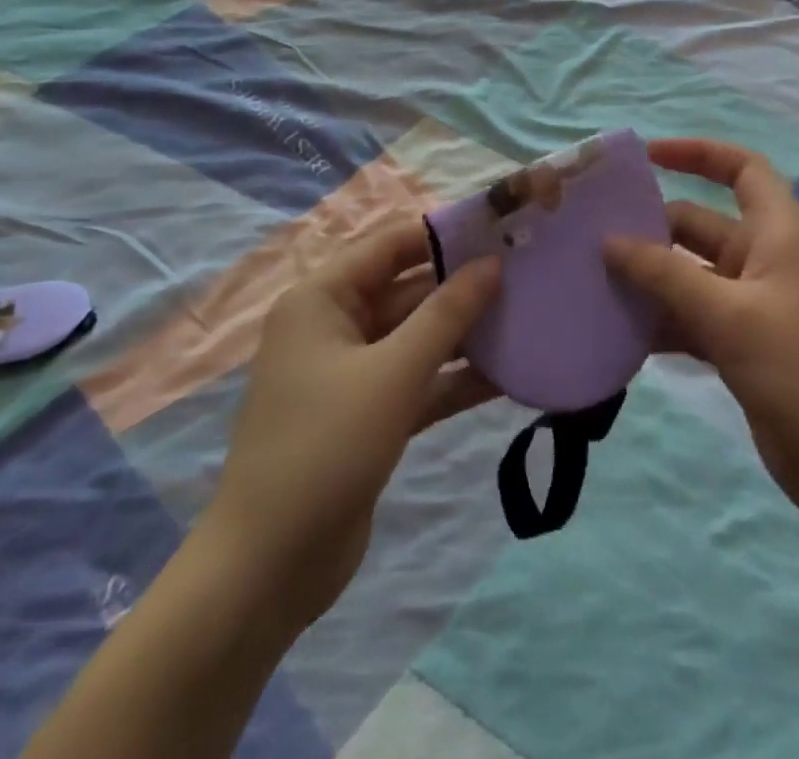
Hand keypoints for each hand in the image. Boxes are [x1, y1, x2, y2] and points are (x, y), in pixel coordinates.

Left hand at [206, 220, 500, 633]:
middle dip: (464, 287)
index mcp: (323, 299)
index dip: (444, 234)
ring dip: (466, 334)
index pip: (391, 245)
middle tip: (528, 275)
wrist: (269, 570)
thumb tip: (491, 264)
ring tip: (529, 318)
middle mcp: (335, 325)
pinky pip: (419, 380)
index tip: (500, 228)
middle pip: (409, 290)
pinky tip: (509, 375)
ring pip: (418, 337)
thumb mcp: (393, 373)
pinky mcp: (370, 414)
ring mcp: (353, 373)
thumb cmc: (325, 447)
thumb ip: (446, 314)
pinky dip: (456, 378)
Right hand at [605, 138, 798, 533]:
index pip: (742, 169)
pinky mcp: (738, 345)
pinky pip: (688, 316)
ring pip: (688, 273)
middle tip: (592, 233)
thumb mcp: (729, 315)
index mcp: (776, 234)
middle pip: (699, 223)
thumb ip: (666, 275)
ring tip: (592, 279)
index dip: (698, 153)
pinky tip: (618, 330)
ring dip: (648, 276)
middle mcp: (762, 260)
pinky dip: (659, 318)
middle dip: (651, 225)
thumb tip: (609, 241)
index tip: (647, 156)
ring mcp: (749, 305)